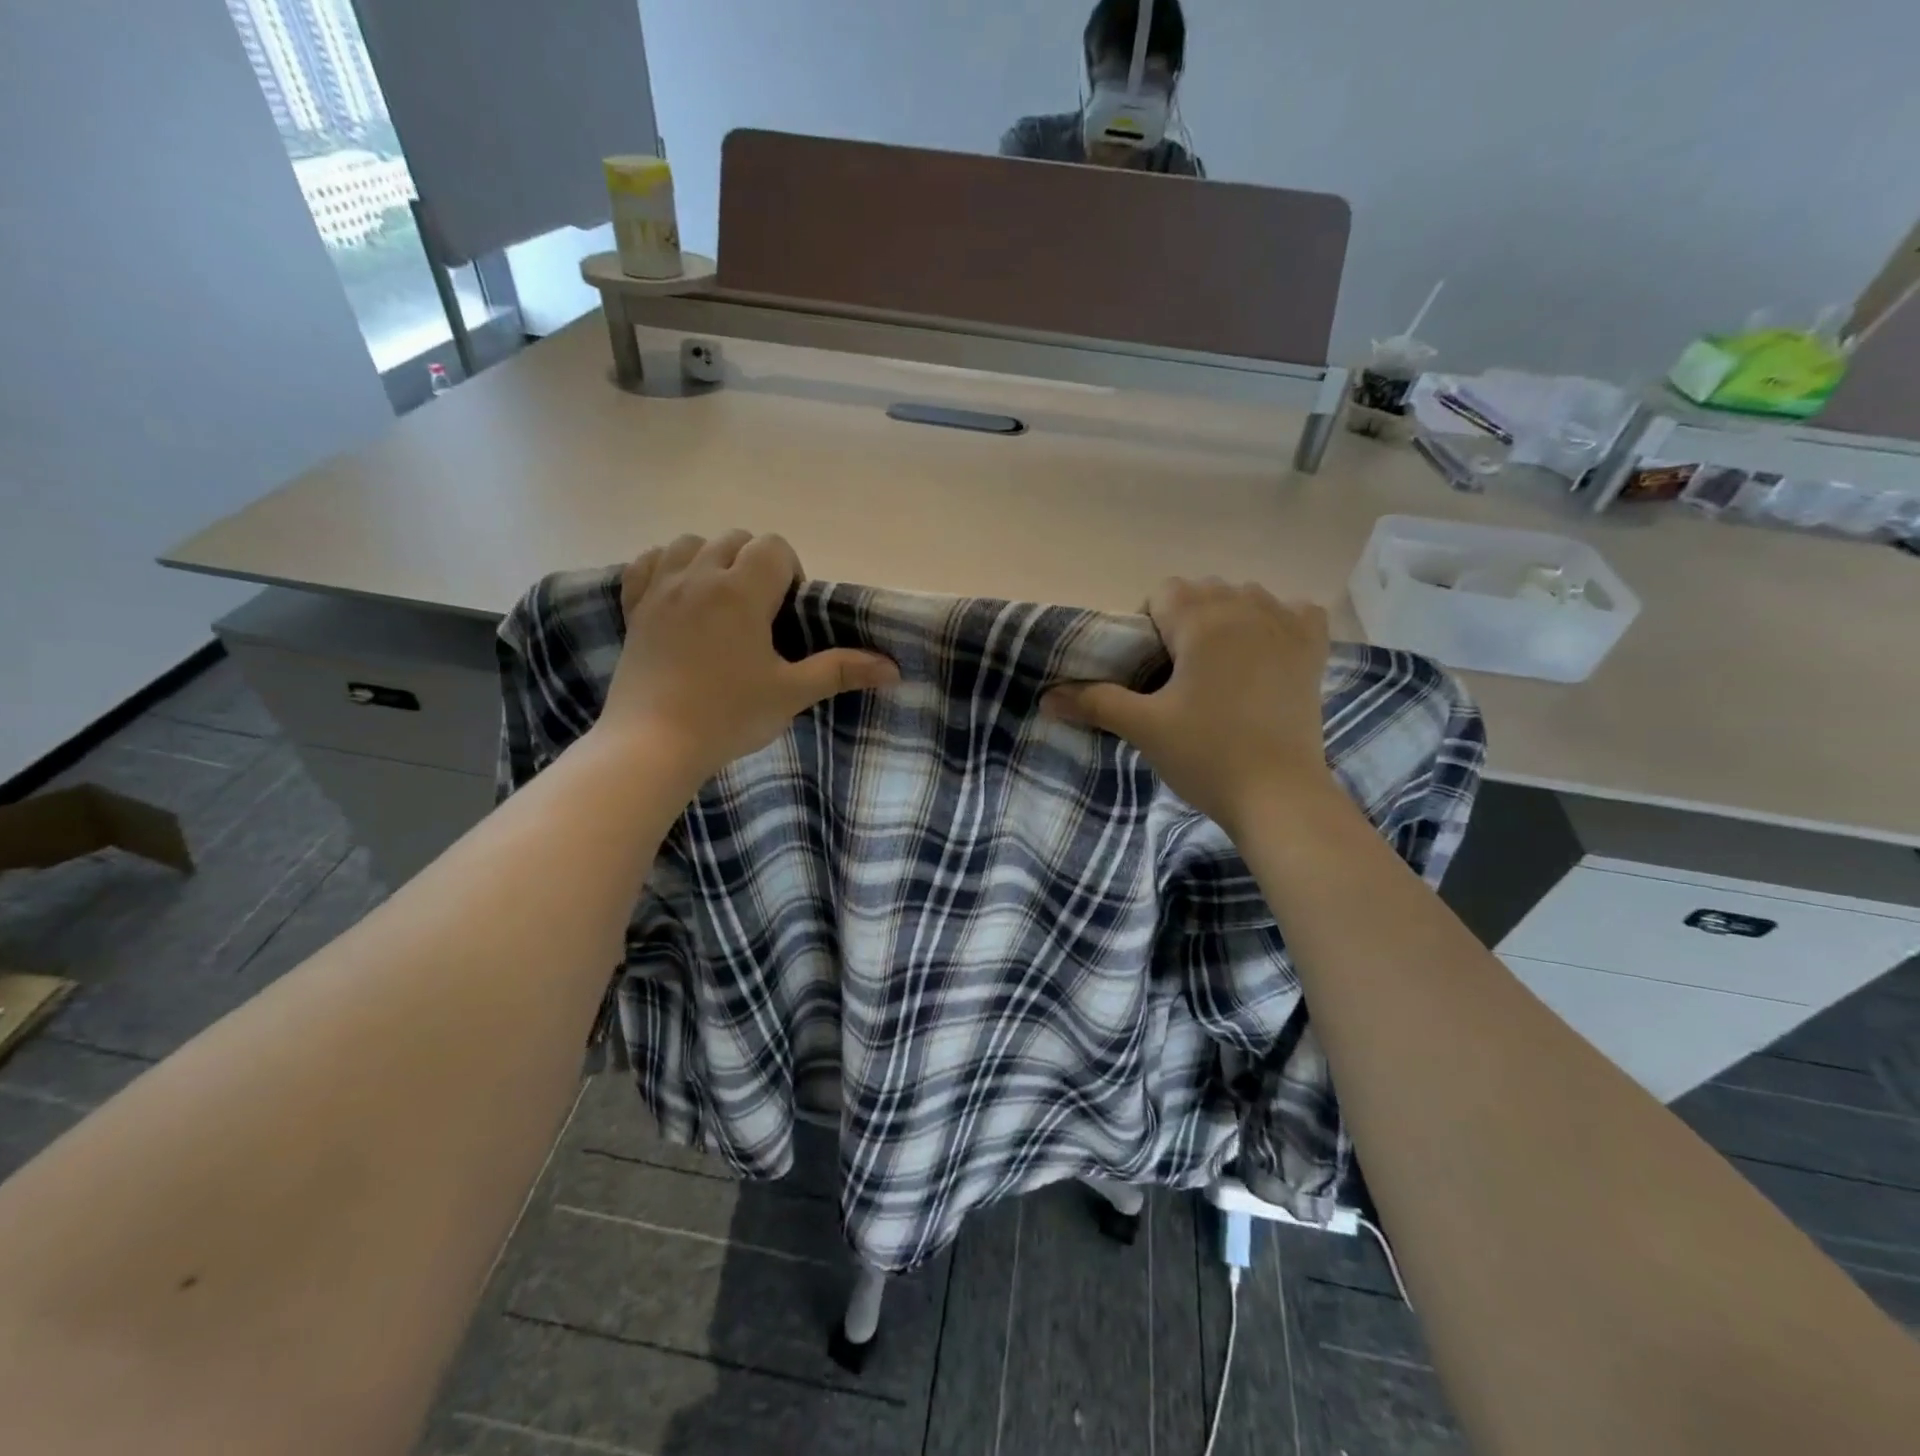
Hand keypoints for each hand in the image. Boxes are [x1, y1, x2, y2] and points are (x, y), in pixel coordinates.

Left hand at [595, 531, 898, 789]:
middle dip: (755, 564)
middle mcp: (699, 576)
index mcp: (741, 591)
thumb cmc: (729, 716)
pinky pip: (649, 562)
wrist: (653, 744)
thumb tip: (893, 668)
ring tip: (720, 602)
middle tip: (761, 614)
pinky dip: (667, 567)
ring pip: (691, 543)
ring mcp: (661, 589)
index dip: (790, 572)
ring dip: (712, 559)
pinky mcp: (634, 608)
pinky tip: (678, 594)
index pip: (774, 547)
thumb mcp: (791, 693)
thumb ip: (841, 671)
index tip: (788, 614)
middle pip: (735, 539)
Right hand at [1043, 578, 1332, 834]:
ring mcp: (1286, 626)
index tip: (1149, 668)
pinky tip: (1267, 654)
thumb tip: (1046, 698)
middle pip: (1203, 590)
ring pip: (1245, 597)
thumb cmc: (1206, 755)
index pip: (1164, 592)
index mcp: (1202, 620)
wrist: (1279, 796)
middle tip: (1178, 674)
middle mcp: (1246, 608)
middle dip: (1184, 621)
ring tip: (1219, 668)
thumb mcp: (1144, 727)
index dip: (1148, 625)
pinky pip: (1295, 612)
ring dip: (1226, 619)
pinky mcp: (1314, 650)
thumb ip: (1094, 702)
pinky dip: (1279, 623)